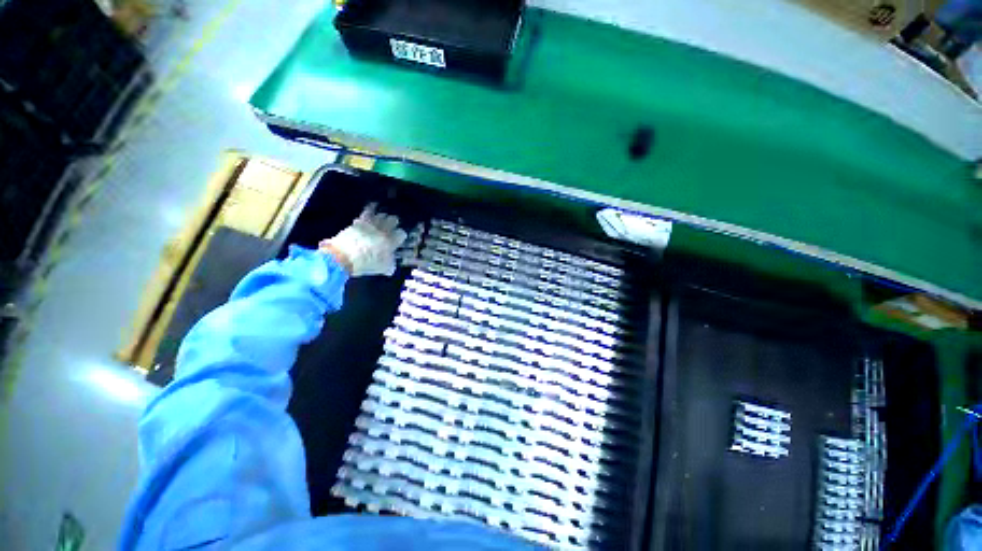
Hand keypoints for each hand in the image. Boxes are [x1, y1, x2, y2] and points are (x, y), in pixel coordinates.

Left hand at [319, 204, 406, 276]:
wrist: (343, 256)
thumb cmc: (366, 263)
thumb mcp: (382, 268)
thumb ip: (389, 266)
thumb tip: (391, 267)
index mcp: (391, 242)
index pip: (401, 233)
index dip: (401, 235)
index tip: (399, 238)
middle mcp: (383, 231)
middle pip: (393, 220)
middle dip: (393, 222)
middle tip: (392, 225)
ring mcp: (370, 225)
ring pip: (381, 215)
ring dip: (383, 216)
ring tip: (382, 218)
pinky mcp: (359, 222)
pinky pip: (367, 212)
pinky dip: (370, 209)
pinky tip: (372, 207)